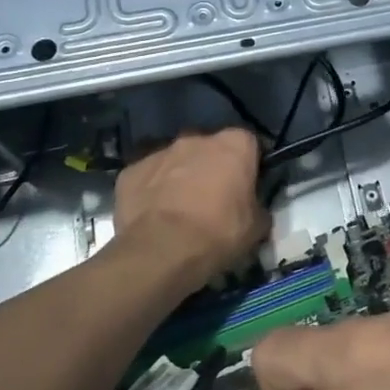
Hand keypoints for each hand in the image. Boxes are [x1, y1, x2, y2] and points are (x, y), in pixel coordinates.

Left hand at [111, 129, 267, 289]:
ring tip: (180, 208)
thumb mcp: (257, 227)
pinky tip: (154, 214)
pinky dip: (152, 190)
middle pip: (210, 148)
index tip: (248, 186)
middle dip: (212, 166)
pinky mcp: (130, 170)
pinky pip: (147, 176)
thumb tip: (255, 209)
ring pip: (176, 160)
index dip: (249, 165)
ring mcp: (160, 151)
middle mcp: (197, 138)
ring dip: (180, 176)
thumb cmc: (218, 233)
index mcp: (234, 144)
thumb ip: (258, 207)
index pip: (249, 144)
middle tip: (214, 198)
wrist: (161, 251)